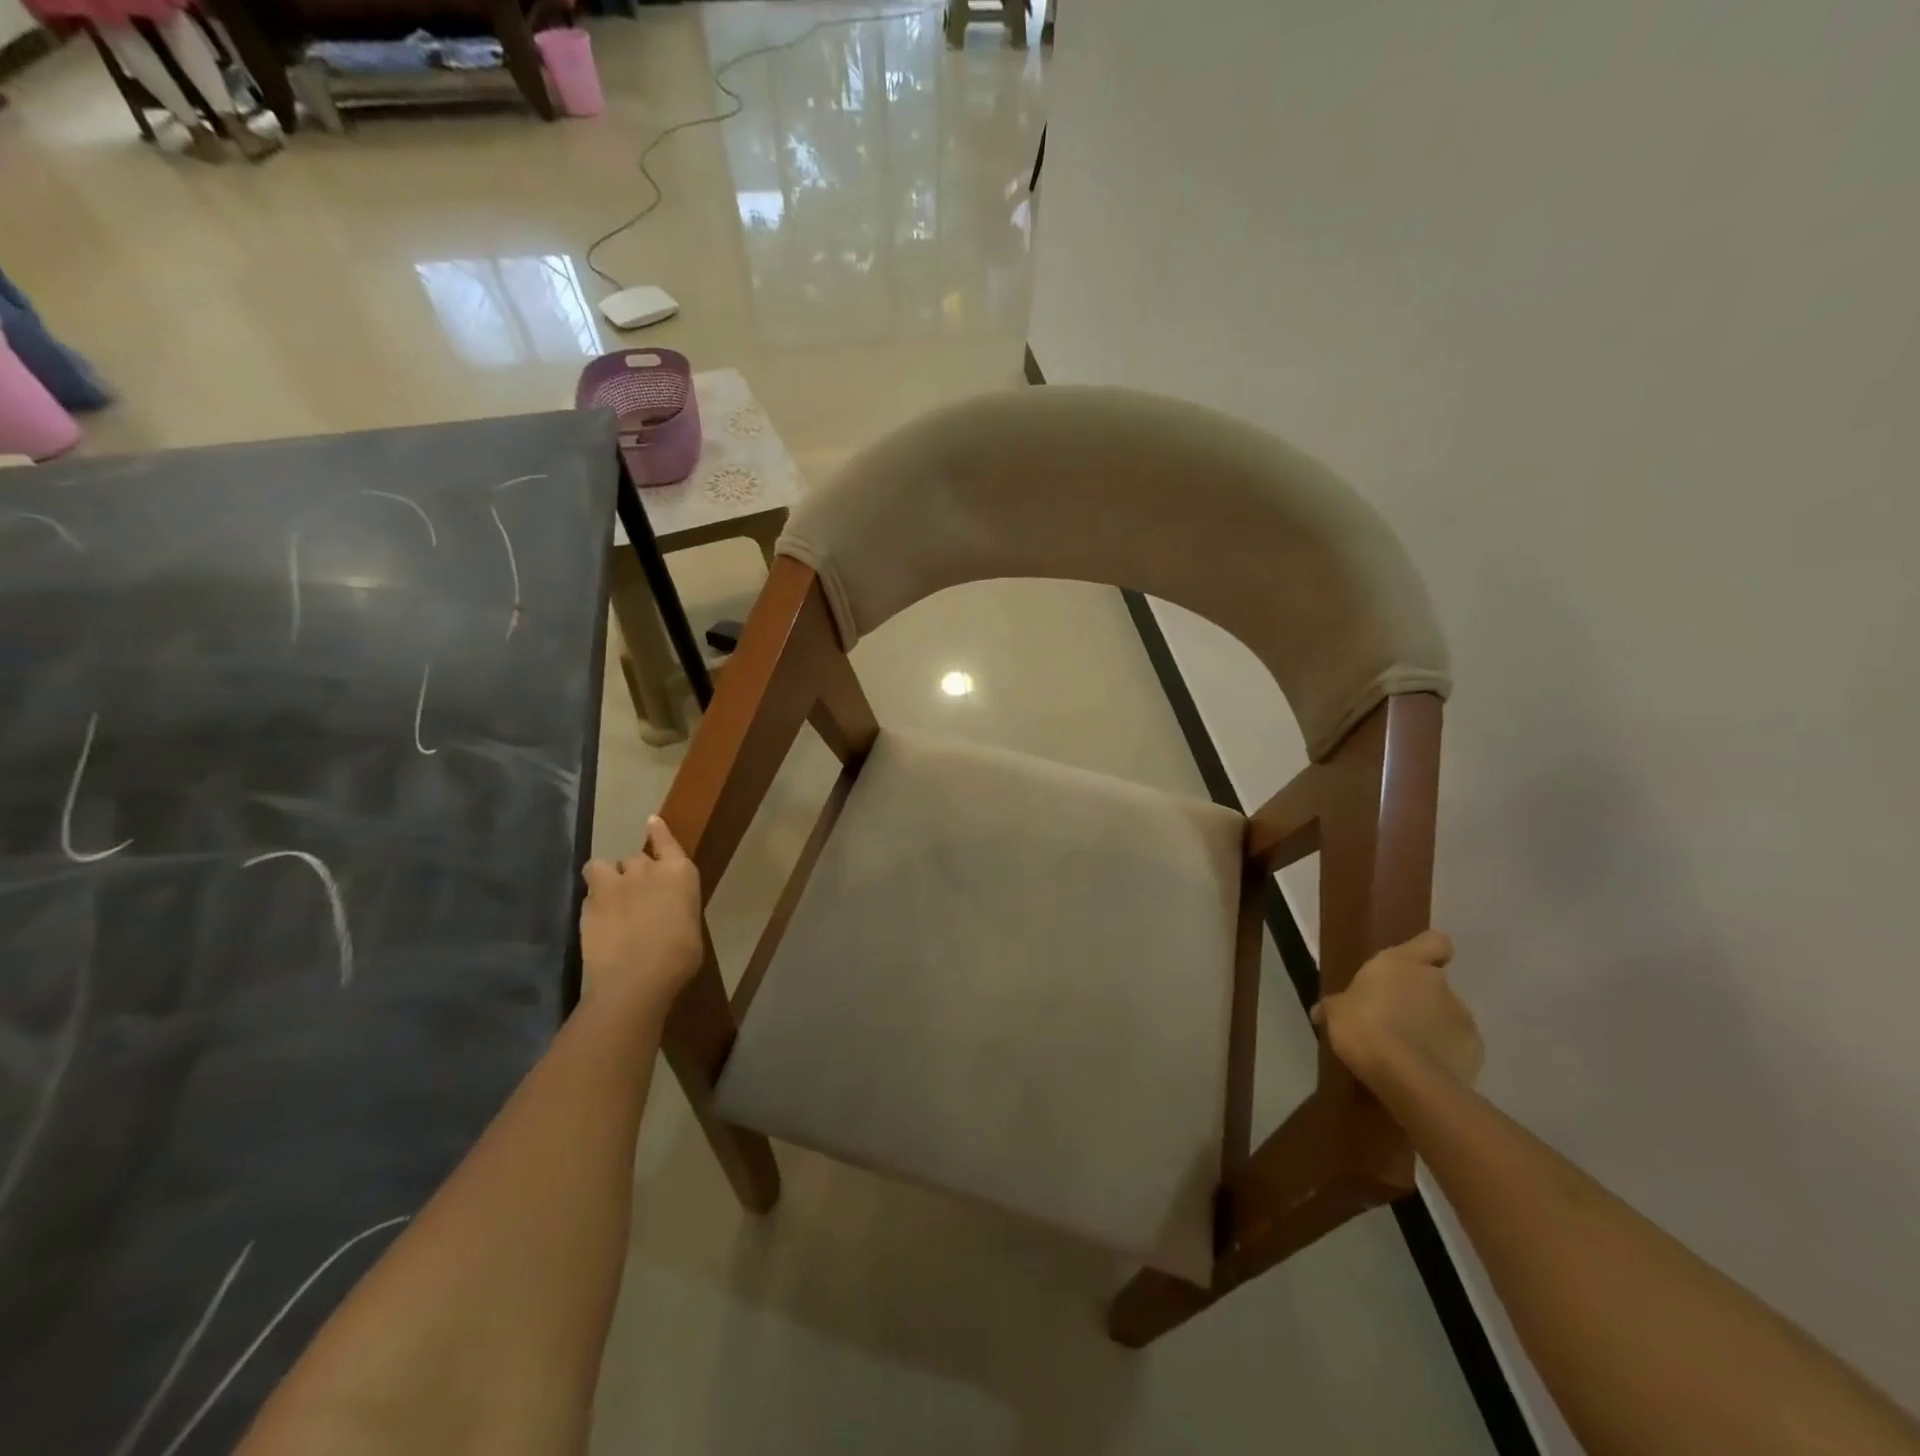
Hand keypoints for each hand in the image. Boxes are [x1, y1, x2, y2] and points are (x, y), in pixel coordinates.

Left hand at [578, 816, 702, 1017]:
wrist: (636, 979)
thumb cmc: (679, 957)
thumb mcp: (689, 926)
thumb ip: (676, 907)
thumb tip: (667, 911)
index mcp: (680, 873)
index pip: (667, 842)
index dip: (658, 832)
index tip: (651, 822)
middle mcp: (647, 870)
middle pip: (636, 858)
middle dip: (635, 872)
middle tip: (636, 895)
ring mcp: (614, 884)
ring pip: (602, 866)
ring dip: (606, 877)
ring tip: (608, 897)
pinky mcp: (589, 904)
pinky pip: (589, 893)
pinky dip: (593, 902)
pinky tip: (598, 922)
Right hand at [1313, 930, 1483, 1092]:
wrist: (1406, 1077)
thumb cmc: (1364, 1027)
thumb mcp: (1336, 1013)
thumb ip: (1335, 1007)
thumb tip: (1321, 1012)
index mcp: (1404, 963)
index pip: (1434, 941)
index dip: (1427, 951)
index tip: (1413, 965)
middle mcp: (1439, 983)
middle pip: (1436, 982)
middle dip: (1420, 998)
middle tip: (1394, 1018)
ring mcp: (1462, 1017)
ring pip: (1448, 1015)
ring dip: (1432, 1026)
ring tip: (1407, 1049)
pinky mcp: (1476, 1051)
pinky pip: (1458, 1045)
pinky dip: (1445, 1053)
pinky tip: (1423, 1068)